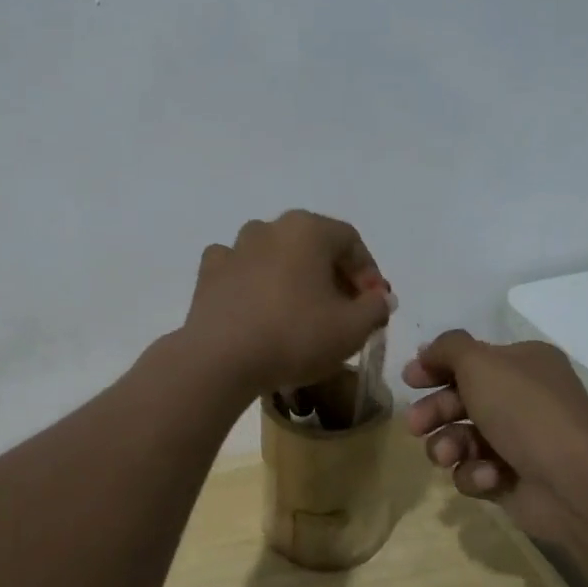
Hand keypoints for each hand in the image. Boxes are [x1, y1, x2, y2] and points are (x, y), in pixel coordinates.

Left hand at [182, 211, 393, 396]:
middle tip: (343, 310)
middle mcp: (269, 227)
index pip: (350, 241)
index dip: (368, 273)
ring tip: (300, 311)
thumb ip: (375, 308)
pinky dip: (253, 282)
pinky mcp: (208, 272)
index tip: (372, 305)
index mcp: (307, 229)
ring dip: (292, 276)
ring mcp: (234, 247)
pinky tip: (258, 307)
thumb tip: (379, 297)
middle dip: (332, 275)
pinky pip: (240, 269)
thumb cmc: (295, 336)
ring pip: (274, 254)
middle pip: (312, 245)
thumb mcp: (352, 329)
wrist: (221, 359)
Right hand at [403, 330, 587, 540]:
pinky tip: (488, 477)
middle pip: (460, 399)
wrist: (574, 483)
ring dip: (447, 445)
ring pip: (461, 438)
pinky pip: (475, 471)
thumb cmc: (525, 411)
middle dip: (434, 411)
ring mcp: (518, 441)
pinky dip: (475, 473)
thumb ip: (447, 348)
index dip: (436, 367)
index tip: (409, 380)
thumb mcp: (480, 363)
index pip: (470, 359)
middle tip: (416, 425)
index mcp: (523, 363)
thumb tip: (428, 351)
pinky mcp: (512, 479)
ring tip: (447, 455)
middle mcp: (522, 398)